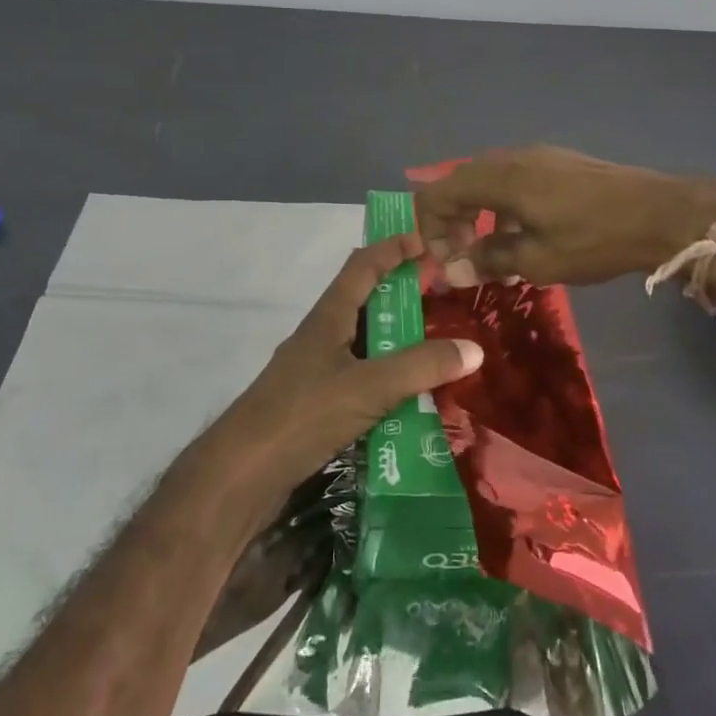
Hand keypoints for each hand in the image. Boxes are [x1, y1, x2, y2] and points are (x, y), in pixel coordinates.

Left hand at [196, 233, 482, 527]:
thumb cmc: (302, 415)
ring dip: (396, 340)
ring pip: (363, 343)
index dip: (393, 247)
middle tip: (444, 298)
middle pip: (365, 302)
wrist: (241, 475)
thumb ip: (420, 367)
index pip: (363, 265)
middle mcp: (321, 336)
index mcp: (329, 317)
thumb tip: (474, 348)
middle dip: (402, 295)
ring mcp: (315, 372)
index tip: (428, 240)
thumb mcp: (368, 387)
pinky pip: (359, 378)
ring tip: (438, 346)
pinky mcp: (314, 405)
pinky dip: (386, 378)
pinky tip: (410, 398)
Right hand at [413, 146, 715, 286]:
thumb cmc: (593, 239)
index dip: (429, 230)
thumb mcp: (536, 260)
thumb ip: (488, 260)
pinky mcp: (558, 162)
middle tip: (464, 261)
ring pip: (487, 182)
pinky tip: (526, 237)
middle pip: (459, 185)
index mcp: (497, 178)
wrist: (660, 213)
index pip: (437, 194)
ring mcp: (536, 156)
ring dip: (479, 217)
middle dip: (453, 225)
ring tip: (494, 256)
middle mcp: (510, 157)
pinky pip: (513, 180)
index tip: (445, 264)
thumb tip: (454, 270)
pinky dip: (504, 208)